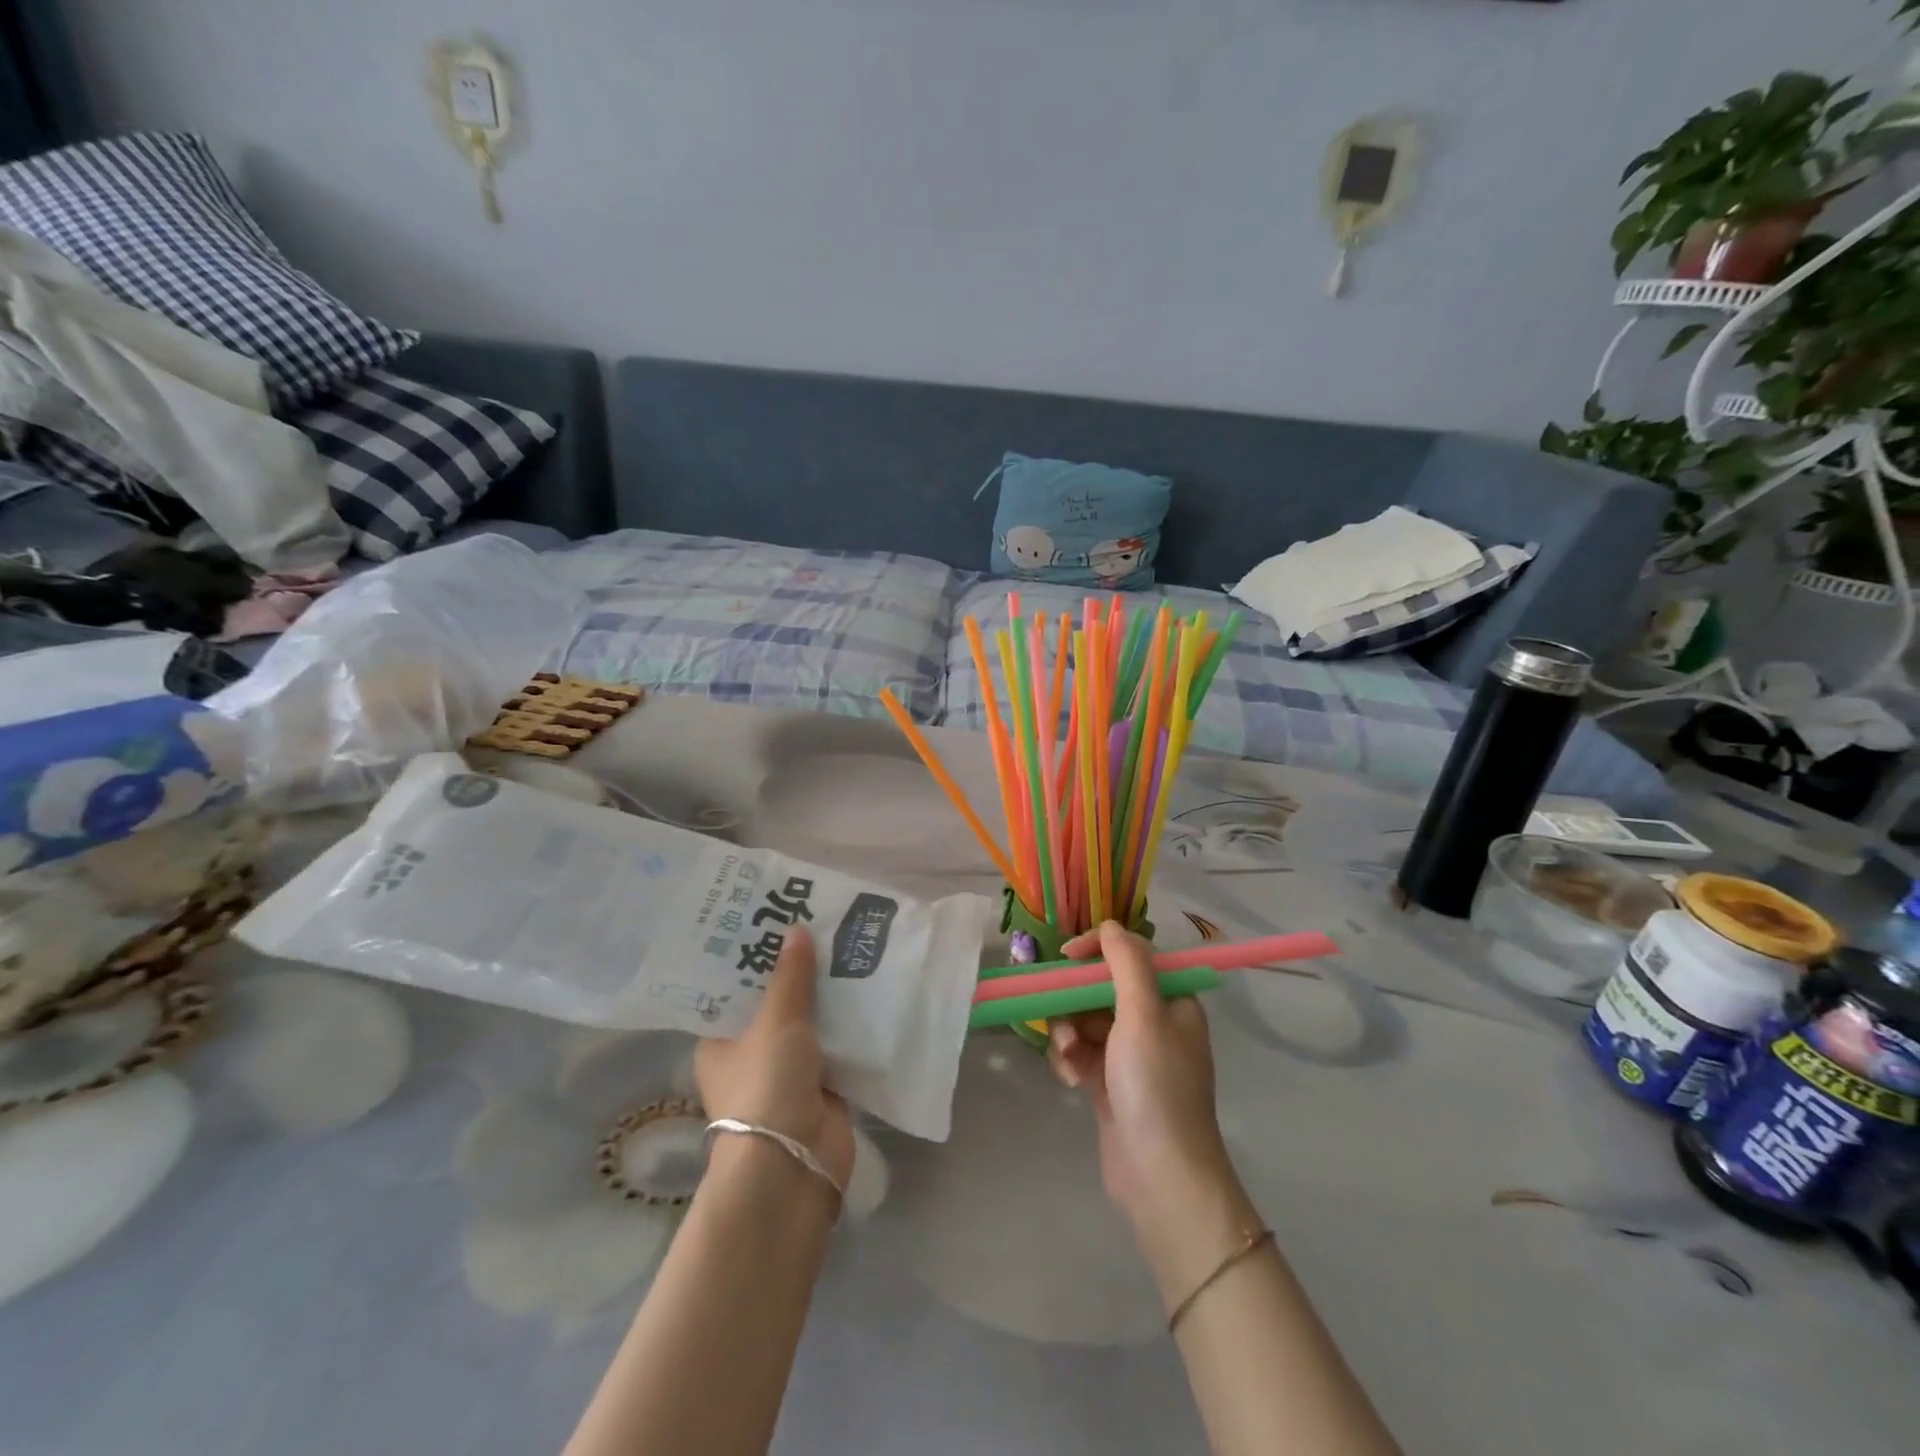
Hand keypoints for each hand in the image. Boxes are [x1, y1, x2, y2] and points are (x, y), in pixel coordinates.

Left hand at [695, 926, 855, 1188]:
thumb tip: (796, 931)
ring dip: (828, 994)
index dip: (753, 956)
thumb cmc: (767, 1086)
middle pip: (775, 1001)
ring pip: (809, 1021)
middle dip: (798, 970)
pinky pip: (837, 1043)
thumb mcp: (776, 1022)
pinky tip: (869, 985)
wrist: (795, 1164)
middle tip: (819, 923)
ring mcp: (787, 1070)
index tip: (775, 919)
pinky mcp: (822, 1084)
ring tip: (849, 944)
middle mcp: (750, 1053)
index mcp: (720, 1040)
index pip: (733, 988)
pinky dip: (850, 1022)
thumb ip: (790, 977)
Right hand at [1048, 921, 1240, 1240]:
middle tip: (1061, 1018)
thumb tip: (1110, 925)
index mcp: (1171, 1001)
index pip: (1131, 956)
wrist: (1161, 1177)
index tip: (1065, 957)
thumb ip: (1126, 962)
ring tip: (1067, 1057)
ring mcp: (1131, 1056)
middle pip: (1102, 988)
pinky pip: (1081, 1053)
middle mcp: (1154, 1023)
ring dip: (1068, 1033)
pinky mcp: (1110, 1084)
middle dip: (1075, 1001)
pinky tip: (1067, 1079)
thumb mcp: (1143, 1013)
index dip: (1097, 950)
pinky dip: (1070, 1060)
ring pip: (1085, 1021)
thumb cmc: (1155, 1086)